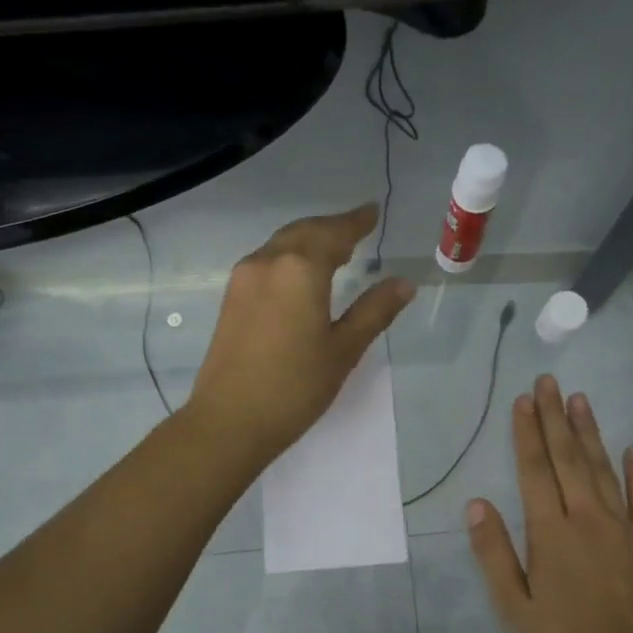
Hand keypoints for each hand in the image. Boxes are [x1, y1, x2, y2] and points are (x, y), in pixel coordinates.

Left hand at [190, 204, 415, 465]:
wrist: (230, 421)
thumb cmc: (295, 387)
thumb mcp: (343, 350)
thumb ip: (374, 311)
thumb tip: (403, 283)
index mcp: (300, 269)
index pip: (334, 233)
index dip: (356, 222)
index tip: (372, 212)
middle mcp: (267, 262)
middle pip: (304, 232)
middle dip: (332, 228)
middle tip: (357, 229)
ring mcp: (243, 279)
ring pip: (281, 245)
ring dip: (308, 241)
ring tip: (334, 251)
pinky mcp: (231, 299)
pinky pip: (266, 262)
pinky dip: (289, 258)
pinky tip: (301, 276)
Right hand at [466, 375, 632, 632]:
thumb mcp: (514, 607)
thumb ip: (494, 553)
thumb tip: (476, 504)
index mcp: (550, 533)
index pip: (534, 471)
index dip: (526, 434)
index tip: (523, 400)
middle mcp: (587, 518)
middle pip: (569, 459)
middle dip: (555, 418)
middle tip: (549, 382)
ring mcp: (625, 527)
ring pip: (604, 469)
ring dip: (591, 432)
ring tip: (580, 399)